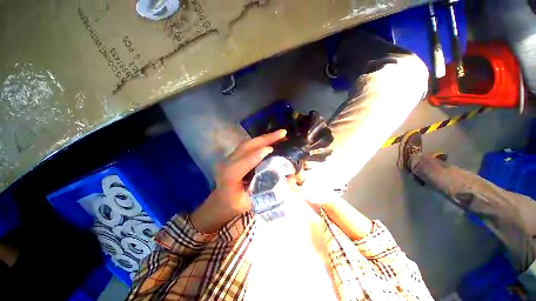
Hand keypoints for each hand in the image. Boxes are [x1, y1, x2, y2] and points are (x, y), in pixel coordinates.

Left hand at [190, 129, 286, 232]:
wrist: (221, 201)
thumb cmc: (235, 205)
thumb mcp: (251, 202)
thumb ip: (268, 191)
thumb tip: (289, 180)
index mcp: (229, 177)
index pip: (243, 163)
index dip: (257, 155)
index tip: (272, 149)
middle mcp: (227, 163)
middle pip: (246, 147)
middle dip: (265, 139)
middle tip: (282, 133)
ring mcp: (229, 157)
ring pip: (248, 143)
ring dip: (264, 138)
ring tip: (279, 134)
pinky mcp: (234, 155)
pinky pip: (248, 145)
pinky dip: (260, 141)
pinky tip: (270, 140)